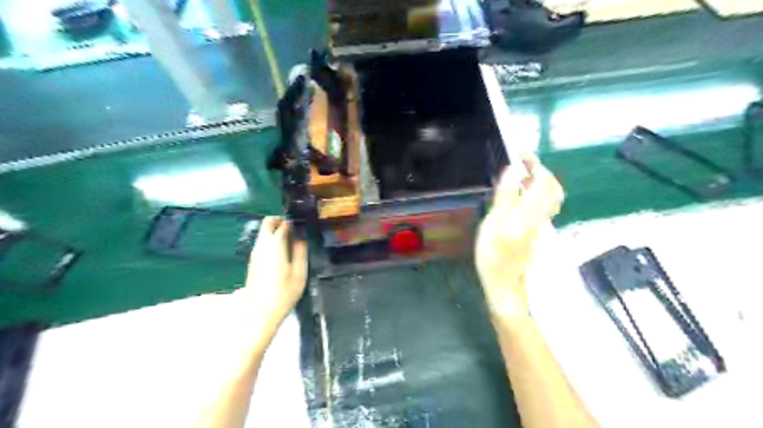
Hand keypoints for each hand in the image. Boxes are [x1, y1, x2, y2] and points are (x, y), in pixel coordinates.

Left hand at [241, 216, 305, 342]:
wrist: (259, 315)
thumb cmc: (283, 294)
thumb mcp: (299, 273)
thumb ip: (300, 252)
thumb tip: (301, 237)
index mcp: (274, 246)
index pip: (282, 223)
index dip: (293, 222)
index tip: (303, 226)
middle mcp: (261, 246)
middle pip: (267, 223)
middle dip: (281, 221)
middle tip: (295, 230)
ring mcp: (254, 254)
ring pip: (263, 233)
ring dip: (275, 231)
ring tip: (292, 243)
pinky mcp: (252, 262)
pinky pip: (262, 243)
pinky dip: (271, 241)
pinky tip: (283, 255)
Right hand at [476, 157, 565, 317]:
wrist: (505, 284)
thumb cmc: (493, 255)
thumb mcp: (492, 223)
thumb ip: (504, 196)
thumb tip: (512, 170)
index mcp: (529, 213)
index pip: (542, 181)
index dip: (534, 164)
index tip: (521, 155)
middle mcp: (541, 217)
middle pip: (553, 188)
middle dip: (542, 171)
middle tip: (524, 164)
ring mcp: (541, 225)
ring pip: (551, 198)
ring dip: (540, 182)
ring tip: (521, 177)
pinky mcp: (537, 231)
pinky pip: (544, 206)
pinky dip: (536, 194)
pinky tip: (519, 195)